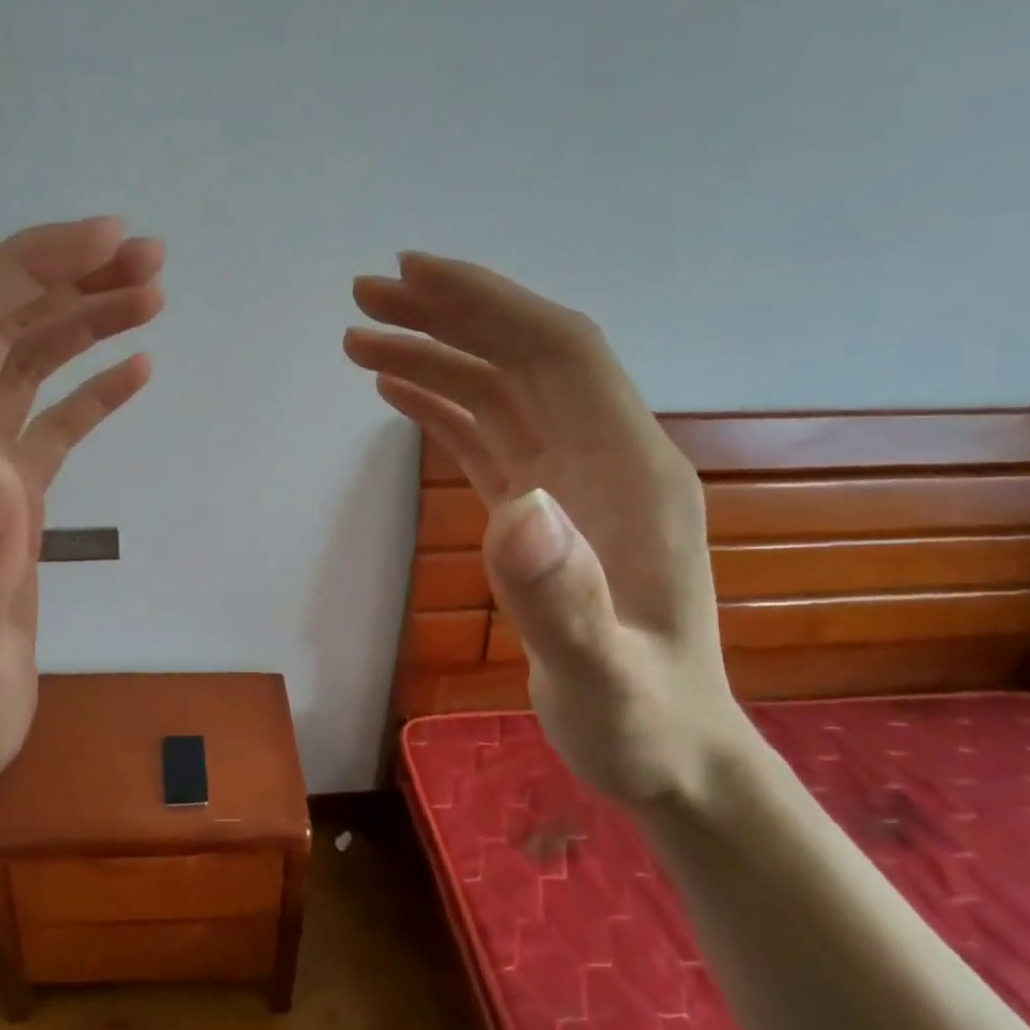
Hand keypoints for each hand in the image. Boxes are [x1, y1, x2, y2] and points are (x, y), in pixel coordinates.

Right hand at [344, 253, 748, 804]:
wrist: (669, 754)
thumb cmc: (641, 722)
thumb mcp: (605, 679)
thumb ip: (566, 600)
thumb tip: (515, 508)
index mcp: (631, 472)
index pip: (561, 353)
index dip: (491, 304)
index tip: (413, 275)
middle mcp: (604, 457)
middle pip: (524, 356)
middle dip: (449, 315)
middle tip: (364, 298)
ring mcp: (573, 482)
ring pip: (500, 392)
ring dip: (436, 357)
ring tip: (361, 342)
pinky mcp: (545, 511)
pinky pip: (490, 437)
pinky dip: (443, 407)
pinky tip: (399, 394)